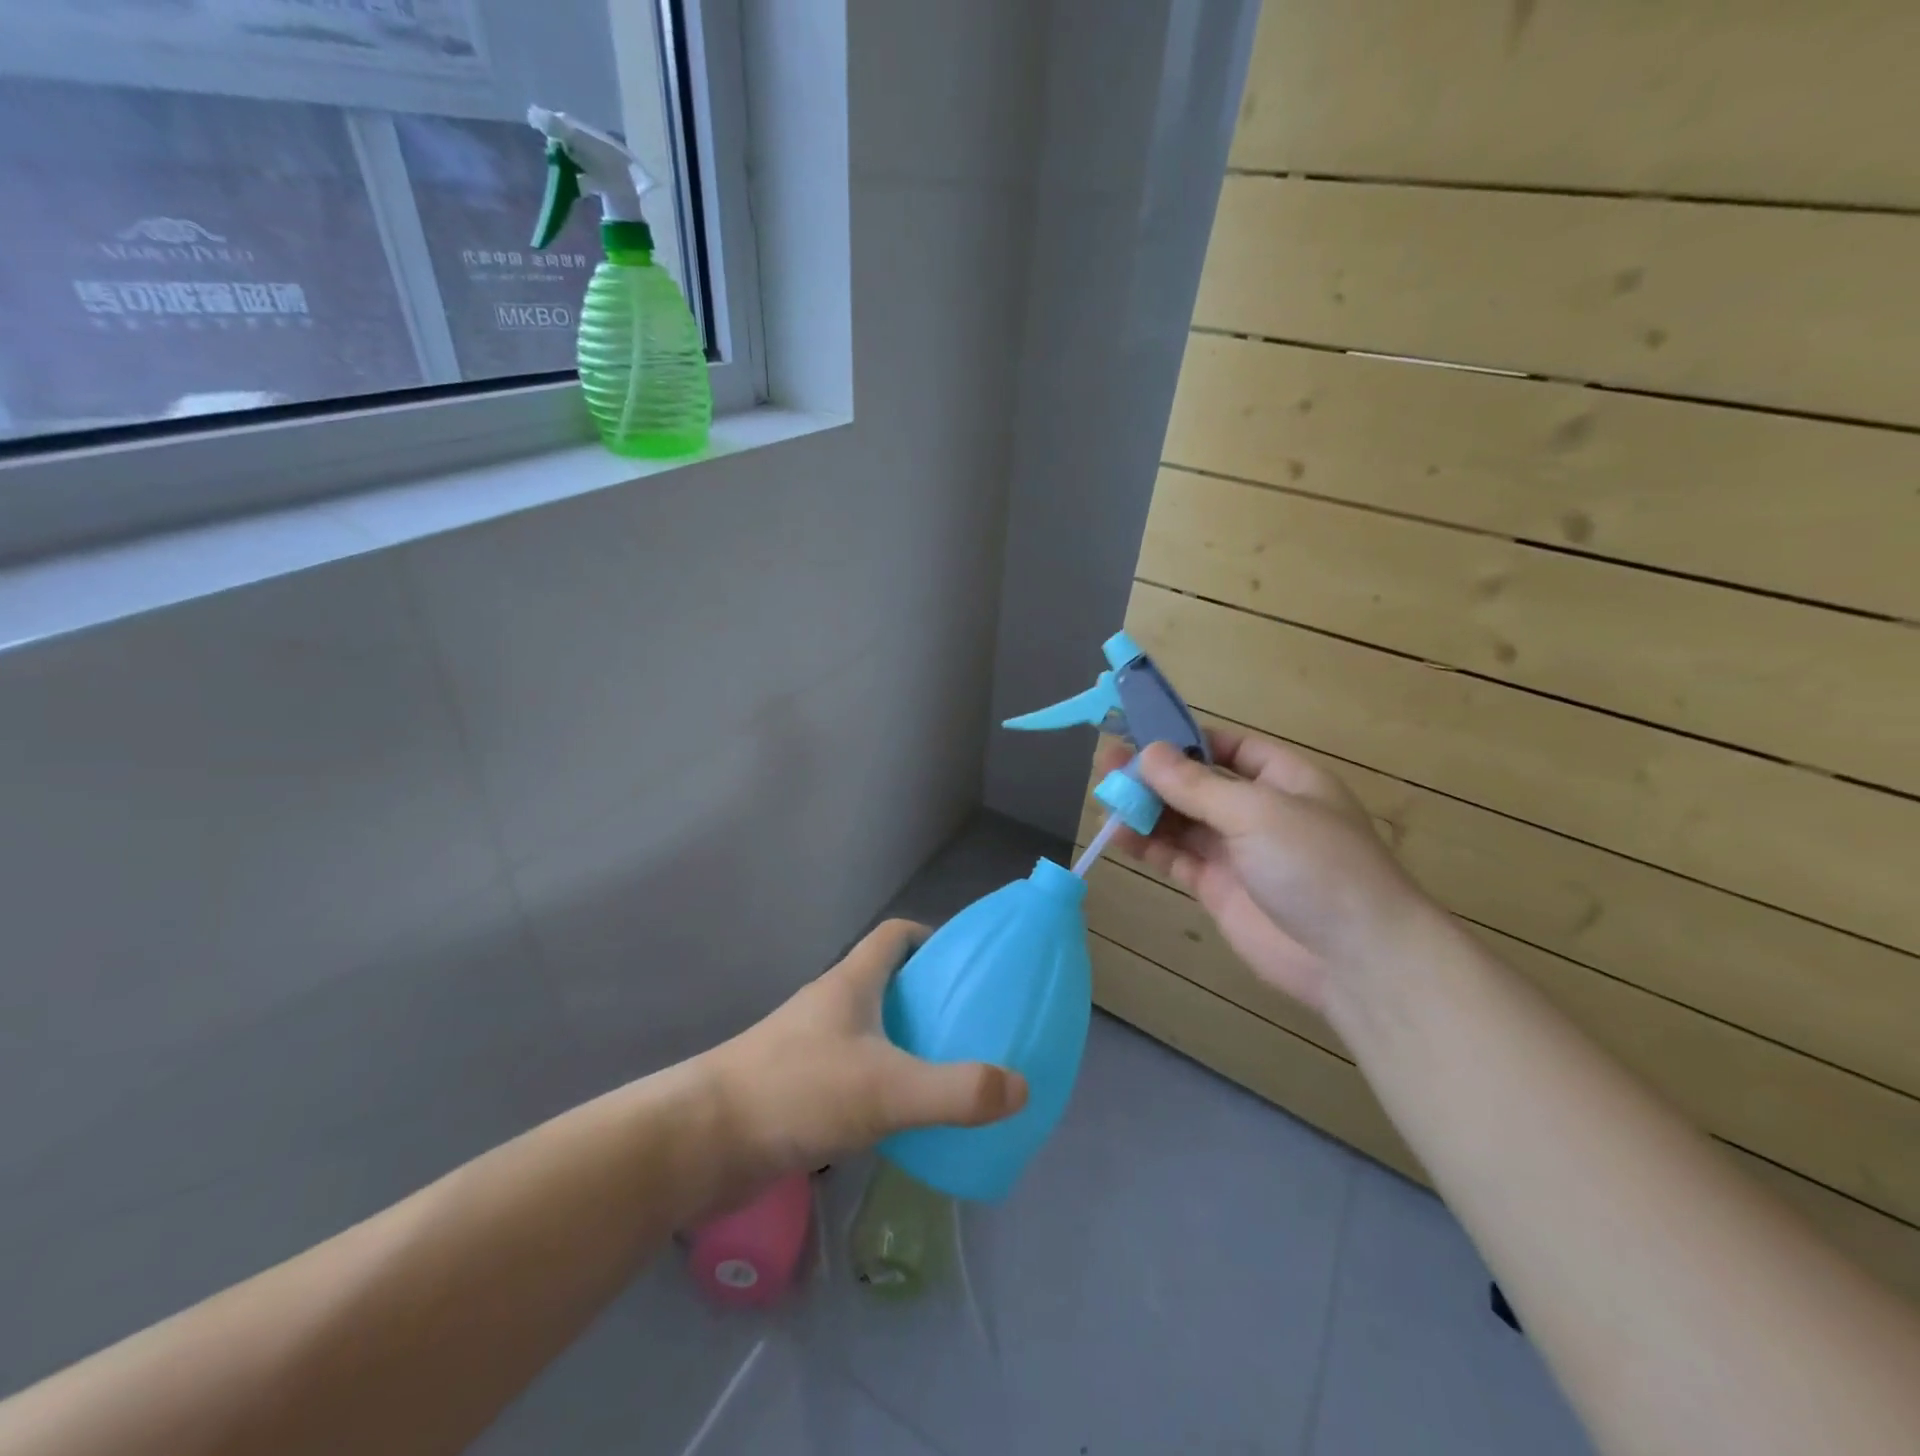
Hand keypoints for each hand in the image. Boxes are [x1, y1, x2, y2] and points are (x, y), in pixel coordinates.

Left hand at [703, 920, 1028, 1179]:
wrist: (701, 1142)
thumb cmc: (798, 1092)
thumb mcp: (887, 1089)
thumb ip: (956, 1090)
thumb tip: (1021, 1087)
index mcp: (850, 984)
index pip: (895, 936)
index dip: (931, 939)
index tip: (965, 967)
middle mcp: (830, 1005)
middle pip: (886, 982)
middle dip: (927, 997)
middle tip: (970, 1026)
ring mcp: (809, 1046)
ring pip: (868, 1030)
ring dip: (904, 1042)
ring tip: (946, 1072)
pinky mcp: (796, 1087)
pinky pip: (851, 1071)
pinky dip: (880, 1082)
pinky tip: (900, 1117)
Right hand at [1099, 729, 1436, 1013]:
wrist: (1354, 960)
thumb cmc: (1316, 865)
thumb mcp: (1257, 812)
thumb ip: (1197, 785)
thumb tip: (1148, 753)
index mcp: (1284, 779)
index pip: (1229, 747)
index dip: (1185, 740)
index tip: (1138, 734)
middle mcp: (1259, 810)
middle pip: (1197, 784)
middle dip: (1154, 775)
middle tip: (1106, 765)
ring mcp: (1238, 851)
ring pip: (1181, 820)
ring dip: (1145, 809)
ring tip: (1103, 797)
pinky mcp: (1218, 887)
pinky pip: (1176, 856)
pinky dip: (1147, 845)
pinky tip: (1116, 834)